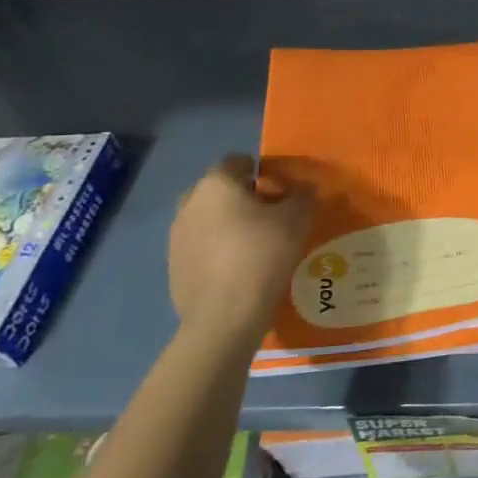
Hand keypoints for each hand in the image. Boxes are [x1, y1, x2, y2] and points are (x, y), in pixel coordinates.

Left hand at [167, 155, 313, 344]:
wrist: (225, 316)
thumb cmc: (262, 255)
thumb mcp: (297, 219)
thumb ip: (303, 196)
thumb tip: (304, 189)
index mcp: (216, 184)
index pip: (236, 161)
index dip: (260, 170)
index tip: (280, 188)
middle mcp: (190, 204)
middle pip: (218, 190)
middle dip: (240, 196)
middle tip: (268, 214)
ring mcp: (176, 237)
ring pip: (207, 219)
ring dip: (226, 224)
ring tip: (254, 244)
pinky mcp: (174, 267)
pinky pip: (200, 247)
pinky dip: (217, 250)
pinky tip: (238, 269)